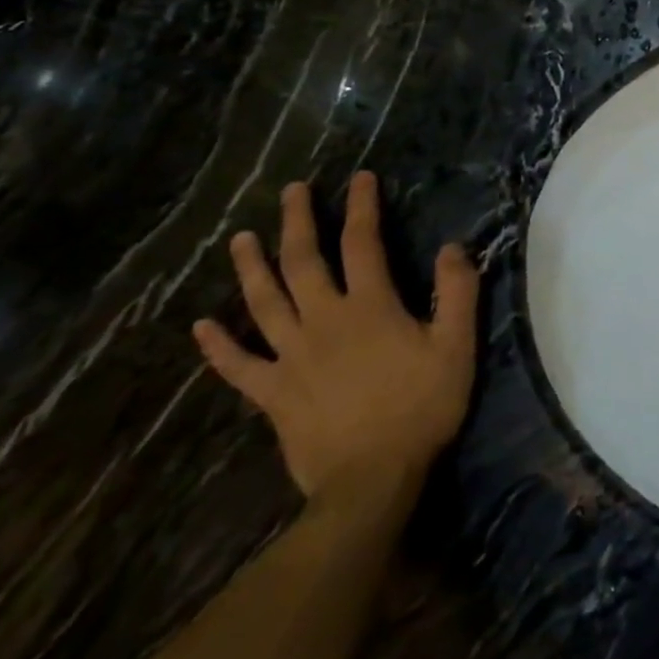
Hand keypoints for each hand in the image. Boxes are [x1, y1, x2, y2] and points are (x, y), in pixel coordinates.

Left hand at [193, 173, 479, 503]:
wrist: (371, 480)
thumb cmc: (421, 407)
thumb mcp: (457, 346)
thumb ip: (457, 292)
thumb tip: (452, 247)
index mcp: (370, 306)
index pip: (363, 243)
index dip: (361, 206)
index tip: (359, 178)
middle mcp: (324, 321)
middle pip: (303, 262)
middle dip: (298, 221)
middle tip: (292, 191)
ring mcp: (291, 357)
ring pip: (263, 303)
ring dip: (250, 267)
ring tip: (241, 238)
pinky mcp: (272, 394)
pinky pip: (237, 366)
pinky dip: (218, 345)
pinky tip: (201, 326)